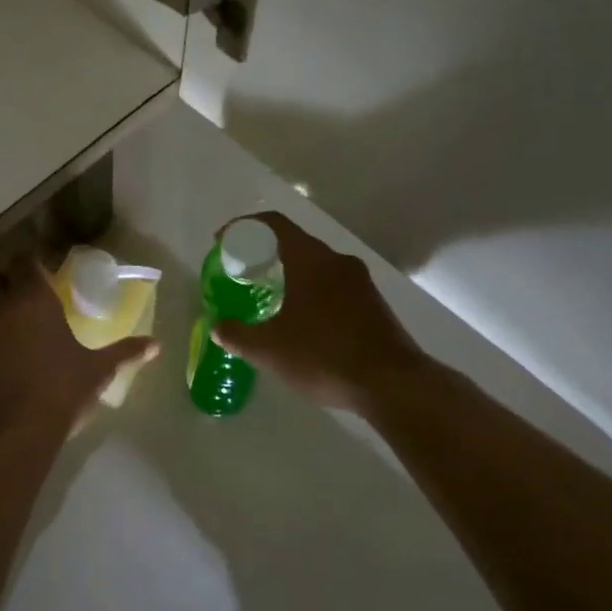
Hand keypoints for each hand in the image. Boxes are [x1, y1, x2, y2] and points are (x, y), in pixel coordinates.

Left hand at [0, 257, 157, 439]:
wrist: (15, 432)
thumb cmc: (61, 390)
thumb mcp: (98, 371)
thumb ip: (125, 352)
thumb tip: (156, 345)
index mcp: (34, 299)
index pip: (25, 260)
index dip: (33, 259)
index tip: (47, 266)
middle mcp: (4, 307)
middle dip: (10, 277)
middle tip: (34, 289)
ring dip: (1, 304)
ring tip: (25, 320)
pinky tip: (14, 350)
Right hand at [209, 213, 428, 413]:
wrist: (394, 385)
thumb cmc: (325, 356)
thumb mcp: (270, 350)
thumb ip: (237, 335)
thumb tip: (217, 327)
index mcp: (311, 260)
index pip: (273, 224)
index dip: (243, 227)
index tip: (222, 242)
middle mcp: (338, 261)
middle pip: (295, 242)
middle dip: (265, 253)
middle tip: (242, 272)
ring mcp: (361, 282)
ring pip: (317, 265)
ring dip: (290, 274)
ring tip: (270, 297)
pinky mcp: (374, 304)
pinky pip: (334, 285)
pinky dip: (311, 291)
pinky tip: (303, 321)